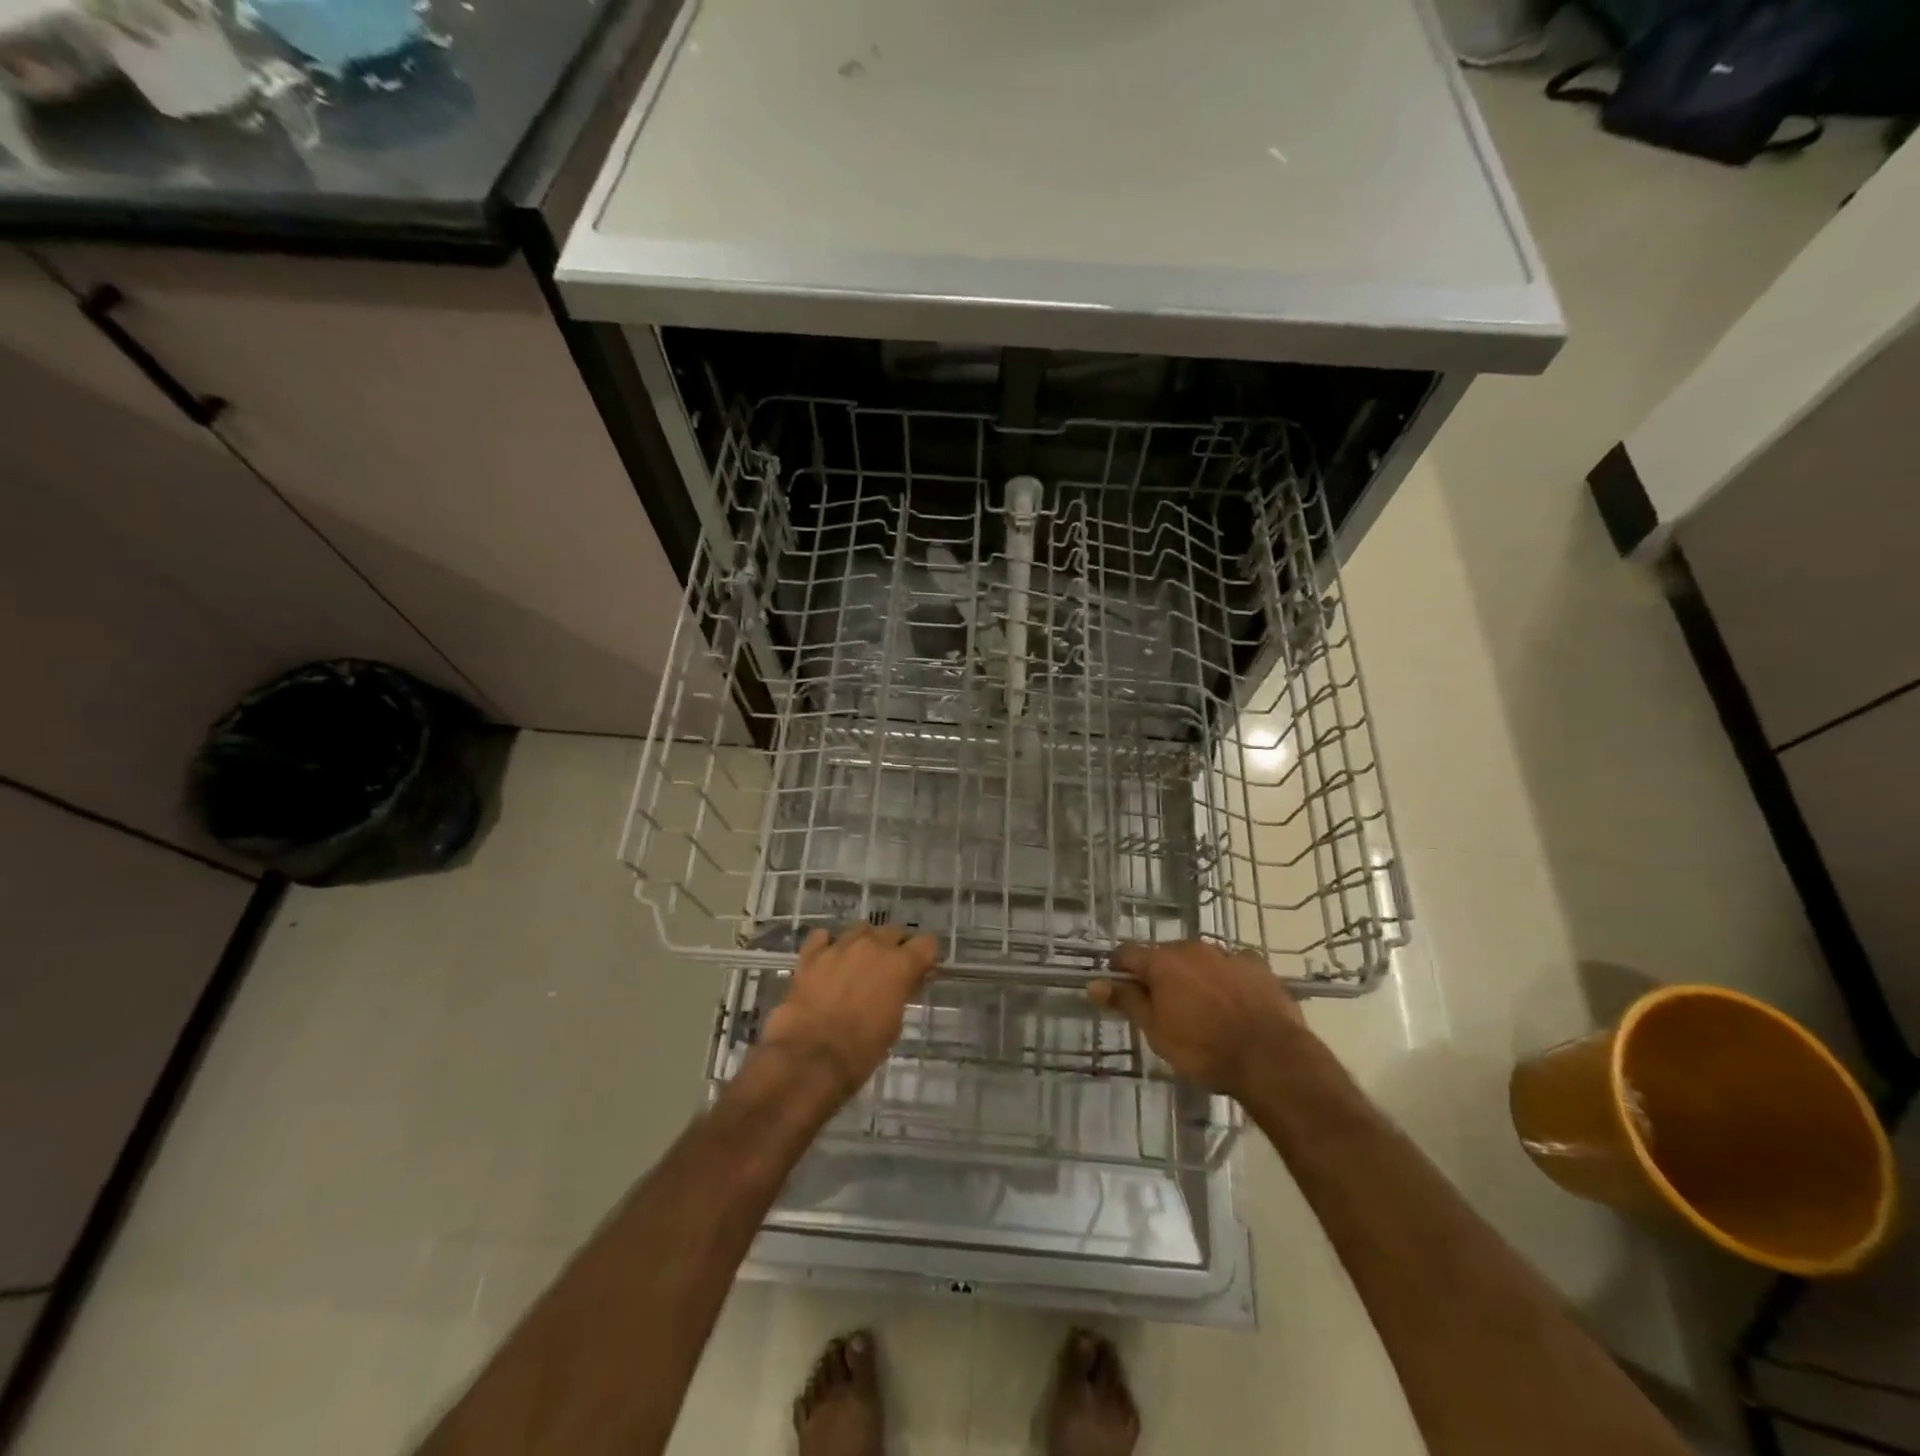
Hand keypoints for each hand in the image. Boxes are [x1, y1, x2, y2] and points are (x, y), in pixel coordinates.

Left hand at [759, 923, 939, 1098]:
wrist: (809, 1058)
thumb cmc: (861, 1050)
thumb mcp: (894, 1025)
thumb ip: (902, 993)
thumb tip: (904, 983)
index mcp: (900, 964)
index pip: (927, 943)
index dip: (925, 956)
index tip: (920, 971)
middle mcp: (872, 946)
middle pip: (893, 931)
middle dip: (894, 947)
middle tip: (888, 971)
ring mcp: (839, 946)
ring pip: (860, 929)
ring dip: (864, 943)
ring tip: (857, 964)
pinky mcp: (811, 955)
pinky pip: (822, 937)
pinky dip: (827, 945)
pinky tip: (827, 960)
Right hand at [1090, 940, 1305, 1099]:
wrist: (1271, 1058)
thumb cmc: (1204, 1049)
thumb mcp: (1156, 1031)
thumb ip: (1127, 1002)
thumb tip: (1094, 984)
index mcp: (1162, 962)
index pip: (1127, 954)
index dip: (1119, 969)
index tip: (1118, 988)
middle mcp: (1192, 948)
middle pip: (1165, 955)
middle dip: (1160, 975)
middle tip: (1163, 1006)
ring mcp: (1227, 954)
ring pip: (1200, 959)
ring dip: (1194, 976)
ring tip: (1202, 1008)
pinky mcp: (1258, 965)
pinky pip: (1233, 966)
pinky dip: (1228, 979)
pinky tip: (1235, 1002)